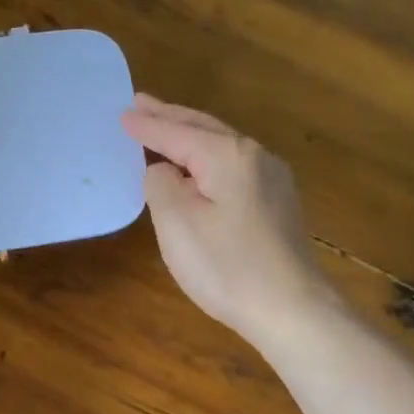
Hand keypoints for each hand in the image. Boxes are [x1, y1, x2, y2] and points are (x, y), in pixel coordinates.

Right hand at [121, 95, 332, 348]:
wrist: (291, 309)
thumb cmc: (227, 266)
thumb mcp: (177, 223)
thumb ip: (160, 184)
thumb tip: (163, 170)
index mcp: (228, 155)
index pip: (177, 133)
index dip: (147, 125)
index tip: (122, 114)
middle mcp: (255, 156)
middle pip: (204, 129)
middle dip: (170, 116)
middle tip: (140, 104)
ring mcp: (272, 179)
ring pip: (221, 146)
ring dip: (189, 135)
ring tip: (163, 126)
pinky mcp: (277, 203)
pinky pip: (233, 166)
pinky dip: (207, 157)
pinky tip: (197, 167)